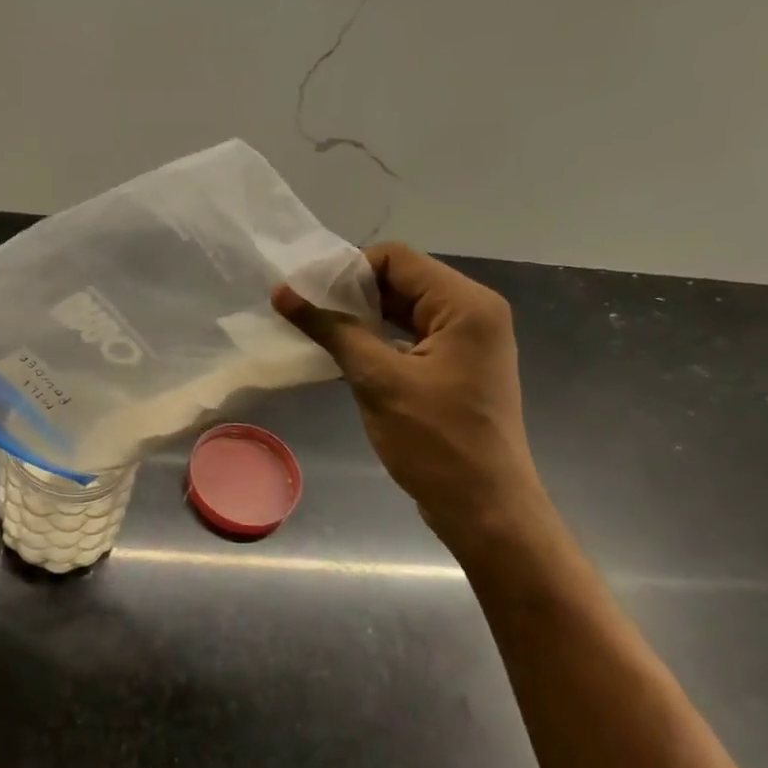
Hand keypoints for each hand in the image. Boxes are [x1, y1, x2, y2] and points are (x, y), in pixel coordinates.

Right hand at [273, 243, 548, 544]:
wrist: (484, 509)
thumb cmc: (435, 441)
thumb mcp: (377, 379)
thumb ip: (332, 329)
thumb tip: (282, 292)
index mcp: (466, 305)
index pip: (396, 259)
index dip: (347, 270)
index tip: (306, 293)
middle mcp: (473, 313)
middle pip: (401, 281)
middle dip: (350, 294)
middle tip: (302, 311)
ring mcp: (468, 342)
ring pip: (404, 310)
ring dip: (361, 318)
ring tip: (315, 331)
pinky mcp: (457, 368)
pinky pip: (411, 337)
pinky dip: (377, 340)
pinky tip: (343, 354)